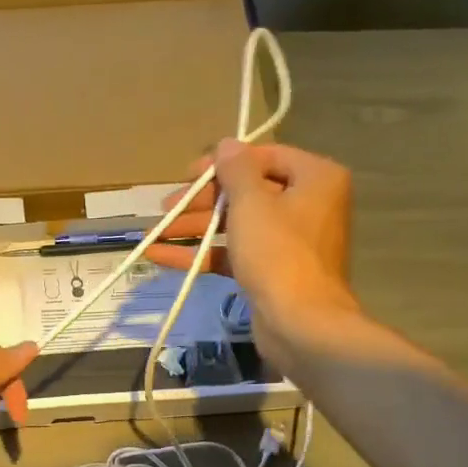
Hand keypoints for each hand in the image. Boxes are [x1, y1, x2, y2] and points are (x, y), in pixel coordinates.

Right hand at [145, 138, 359, 365]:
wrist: (299, 323)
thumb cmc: (278, 253)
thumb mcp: (252, 203)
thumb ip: (236, 170)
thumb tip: (227, 144)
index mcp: (314, 178)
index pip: (264, 157)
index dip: (223, 164)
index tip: (189, 175)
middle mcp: (306, 204)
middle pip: (246, 193)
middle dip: (201, 202)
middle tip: (165, 208)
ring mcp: (288, 241)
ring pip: (235, 225)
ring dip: (194, 228)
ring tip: (152, 234)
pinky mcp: (270, 272)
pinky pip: (233, 253)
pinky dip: (202, 253)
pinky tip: (162, 256)